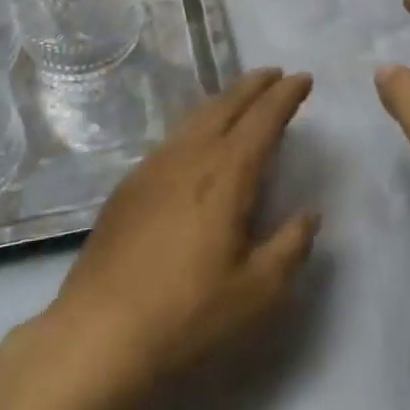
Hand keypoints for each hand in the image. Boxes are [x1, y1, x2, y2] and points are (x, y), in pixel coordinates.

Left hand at [34, 69, 319, 409]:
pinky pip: (174, 136)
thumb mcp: (257, 293)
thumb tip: (310, 214)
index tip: (303, 79)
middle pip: (226, 105)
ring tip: (242, 97)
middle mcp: (190, 156)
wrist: (99, 334)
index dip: (285, 95)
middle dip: (254, 85)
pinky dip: (198, 122)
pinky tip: (198, 139)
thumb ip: (291, 248)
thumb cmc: (187, 316)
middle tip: (275, 75)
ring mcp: (154, 166)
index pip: (263, 119)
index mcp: (226, 174)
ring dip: (225, 100)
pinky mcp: (130, 184)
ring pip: (196, 117)